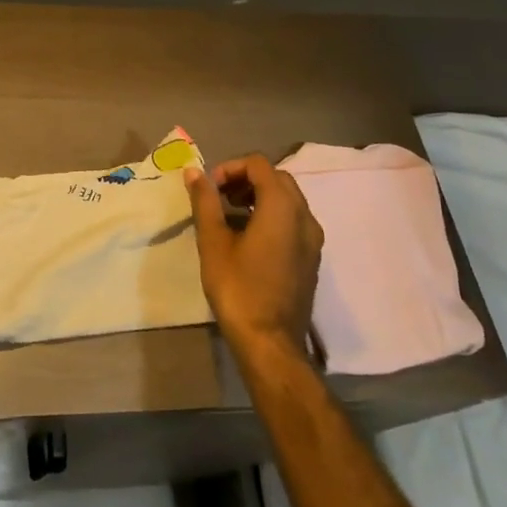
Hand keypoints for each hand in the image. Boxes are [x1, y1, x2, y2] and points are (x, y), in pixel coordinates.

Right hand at [185, 155, 321, 360]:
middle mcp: (305, 216)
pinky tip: (247, 238)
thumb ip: (205, 202)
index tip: (209, 189)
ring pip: (288, 200)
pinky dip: (271, 216)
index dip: (230, 168)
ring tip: (229, 217)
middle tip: (218, 198)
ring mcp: (313, 238)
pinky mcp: (312, 257)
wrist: (270, 342)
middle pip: (276, 178)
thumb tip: (193, 172)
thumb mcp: (213, 242)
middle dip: (245, 180)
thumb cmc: (238, 288)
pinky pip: (293, 220)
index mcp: (282, 207)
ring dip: (258, 197)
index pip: (258, 165)